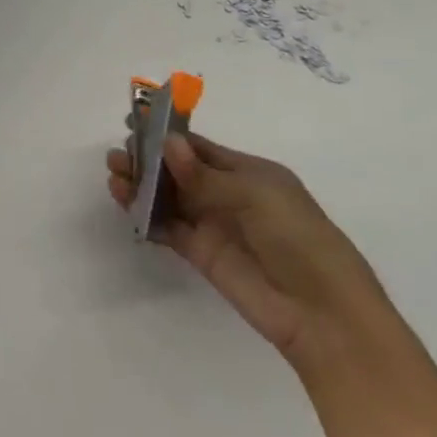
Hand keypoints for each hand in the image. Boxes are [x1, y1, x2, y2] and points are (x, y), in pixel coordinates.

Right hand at [106, 131, 394, 370]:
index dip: (168, 136)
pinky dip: (146, 215)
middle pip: (179, 171)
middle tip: (118, 154)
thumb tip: (167, 143)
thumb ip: (205, 175)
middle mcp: (229, 195)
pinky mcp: (202, 254)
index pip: (200, 148)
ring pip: (169, 198)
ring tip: (114, 175)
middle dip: (148, 160)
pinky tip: (125, 202)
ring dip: (142, 185)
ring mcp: (214, 225)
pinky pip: (168, 228)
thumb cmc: (298, 238)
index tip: (135, 123)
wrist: (322, 313)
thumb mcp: (255, 195)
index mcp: (249, 173)